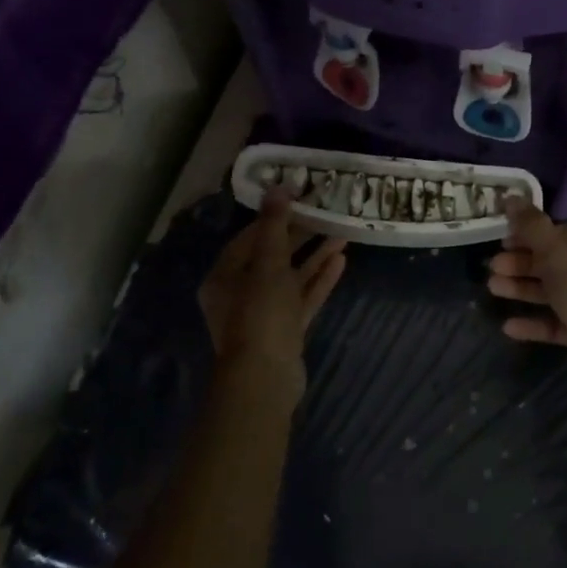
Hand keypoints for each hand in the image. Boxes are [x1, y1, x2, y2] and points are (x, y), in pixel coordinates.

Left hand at [198, 192, 346, 406]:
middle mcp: (241, 292)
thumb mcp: (267, 264)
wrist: (265, 379)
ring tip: (342, 232)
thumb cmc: (259, 314)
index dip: (274, 215)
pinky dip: (319, 279)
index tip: (299, 196)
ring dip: (315, 255)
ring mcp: (265, 313)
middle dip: (300, 234)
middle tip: (325, 212)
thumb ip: (274, 225)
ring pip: (291, 276)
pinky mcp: (286, 329)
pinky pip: (303, 297)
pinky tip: (341, 260)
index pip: (250, 236)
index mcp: (224, 276)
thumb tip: (277, 187)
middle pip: (272, 256)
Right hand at [488, 197, 566, 387]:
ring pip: (552, 292)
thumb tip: (511, 197)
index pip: (559, 233)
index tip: (502, 240)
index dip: (529, 235)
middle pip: (553, 263)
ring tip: (493, 288)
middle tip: (493, 267)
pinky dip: (534, 322)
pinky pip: (557, 323)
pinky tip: (508, 327)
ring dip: (522, 289)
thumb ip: (532, 228)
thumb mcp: (558, 257)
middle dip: (521, 264)